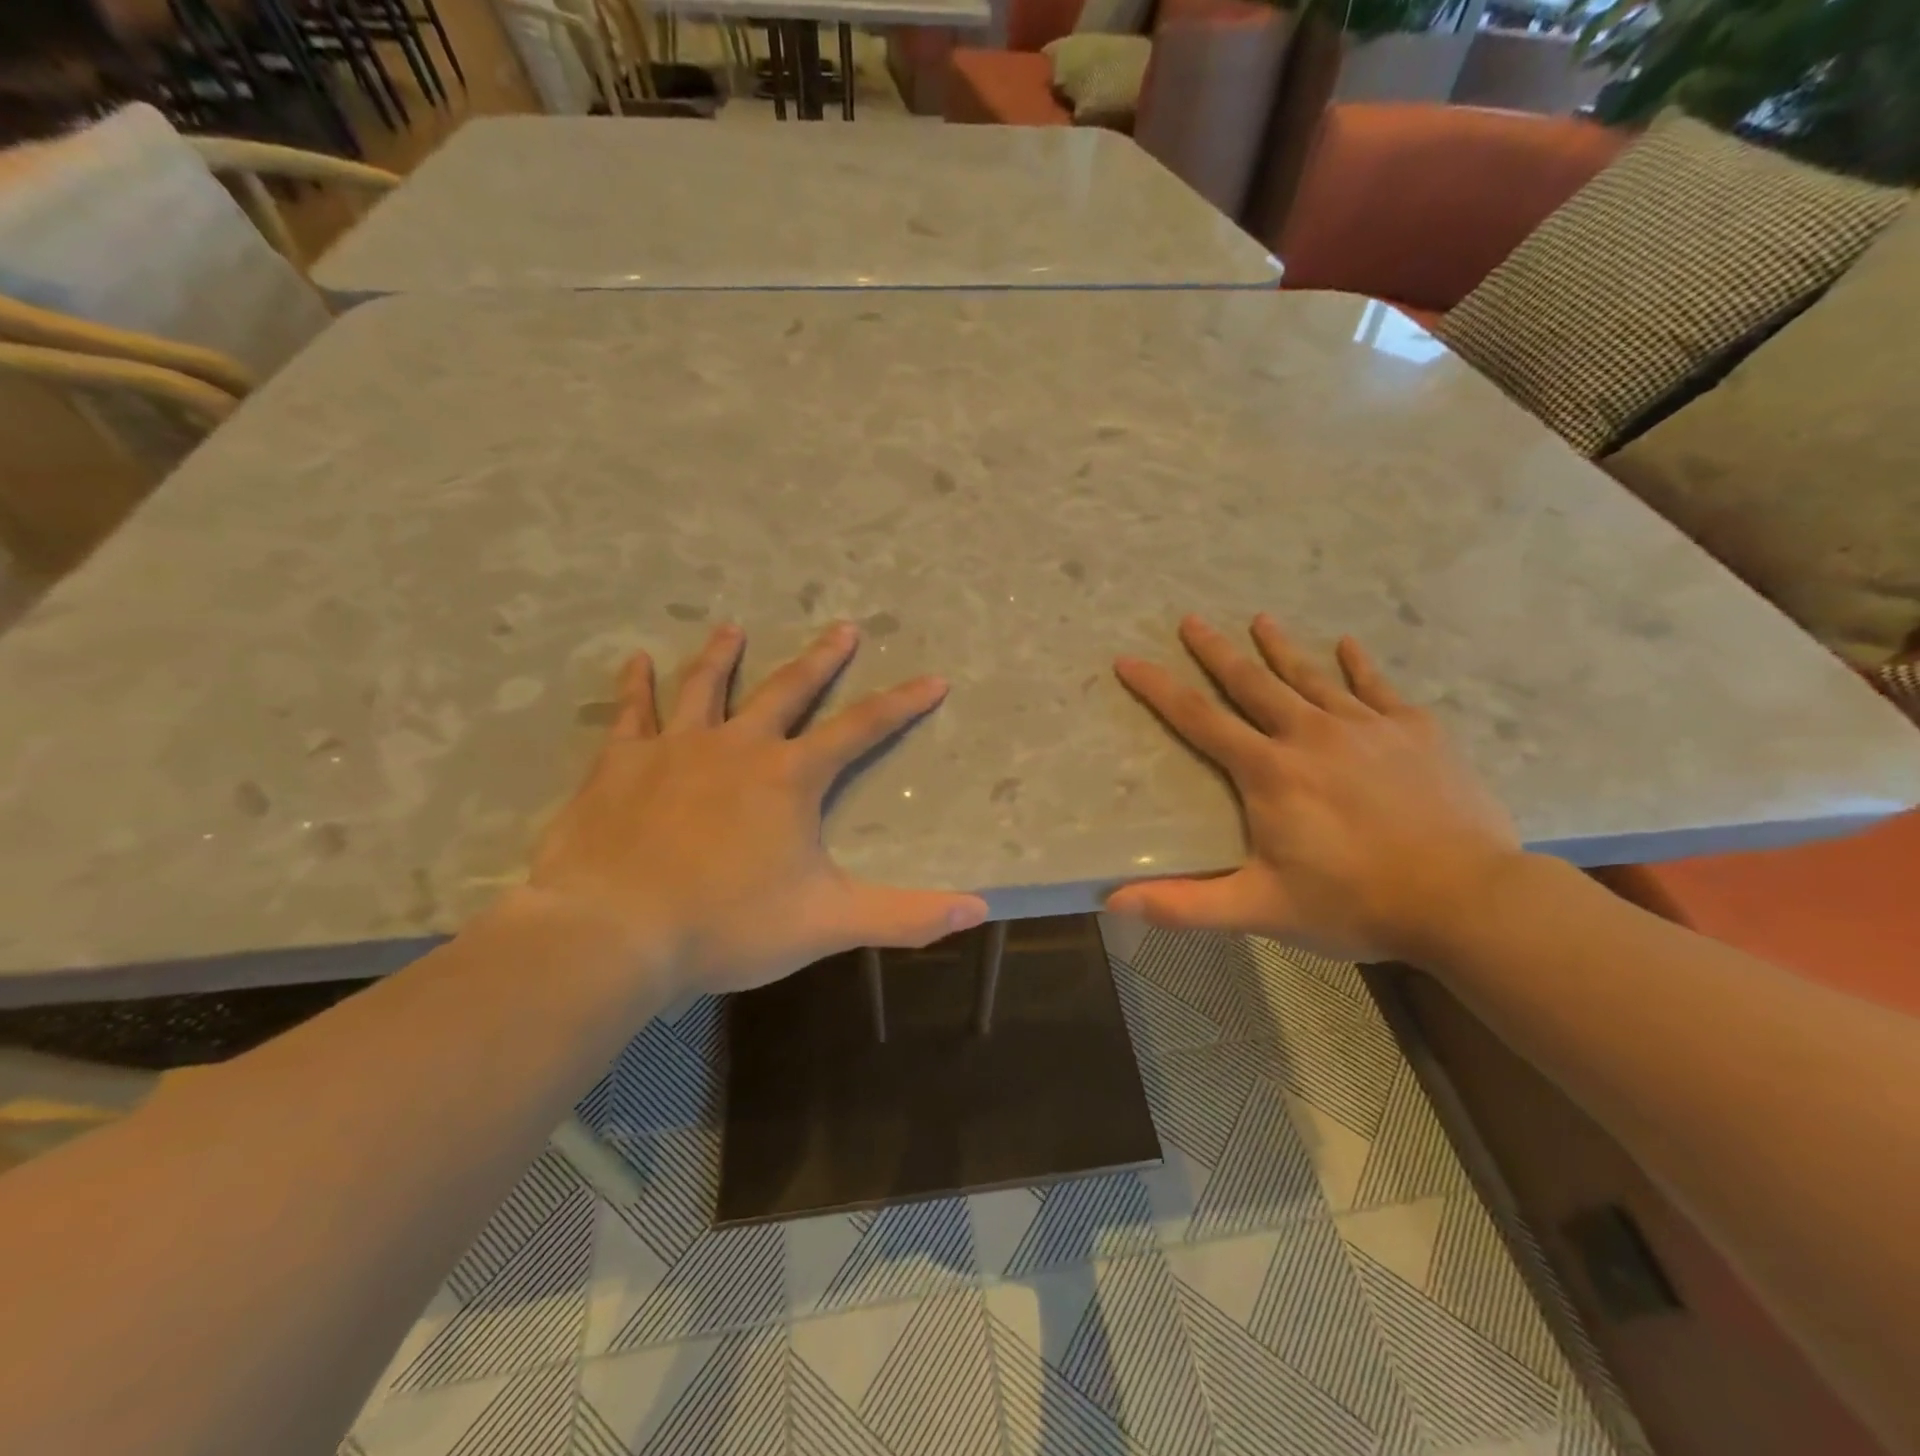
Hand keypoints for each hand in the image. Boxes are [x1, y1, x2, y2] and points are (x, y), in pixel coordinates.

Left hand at [517, 622, 987, 996]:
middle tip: (843, 627)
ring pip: (706, 687)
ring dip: (724, 655)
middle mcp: (738, 746)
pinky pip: (632, 712)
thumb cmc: (727, 925)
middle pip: (789, 690)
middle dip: (822, 660)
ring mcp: (675, 749)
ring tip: (734, 626)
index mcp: (790, 777)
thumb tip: (979, 911)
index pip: (861, 729)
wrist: (614, 932)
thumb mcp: (828, 922)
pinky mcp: (620, 764)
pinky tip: (635, 660)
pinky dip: (635, 685)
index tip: (933, 679)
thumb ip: (905, 916)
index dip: (902, 704)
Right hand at [1109, 615, 1524, 963]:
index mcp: (1269, 771)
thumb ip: (1186, 905)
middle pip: (1251, 682)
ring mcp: (1366, 727)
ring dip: (1280, 647)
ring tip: (1260, 618)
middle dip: (1216, 650)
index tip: (1129, 659)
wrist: (1467, 899)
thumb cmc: (1354, 903)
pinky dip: (1359, 665)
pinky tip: (1348, 644)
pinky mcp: (1415, 732)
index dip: (1158, 688)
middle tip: (1190, 620)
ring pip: (1311, 675)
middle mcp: (1310, 734)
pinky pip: (1377, 687)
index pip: (1199, 719)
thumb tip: (1112, 902)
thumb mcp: (1261, 909)